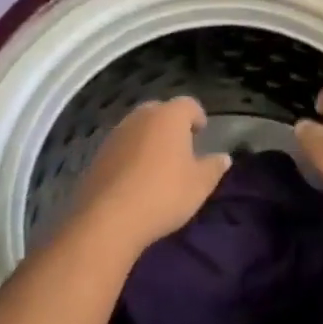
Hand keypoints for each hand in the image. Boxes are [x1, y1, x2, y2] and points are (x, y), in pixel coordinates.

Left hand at [70, 97, 230, 256]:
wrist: (108, 219)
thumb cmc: (164, 194)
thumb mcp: (199, 185)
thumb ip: (213, 167)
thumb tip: (223, 157)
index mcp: (169, 116)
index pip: (188, 104)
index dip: (197, 116)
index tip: (201, 132)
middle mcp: (141, 117)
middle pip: (160, 111)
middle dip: (171, 124)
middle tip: (180, 146)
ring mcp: (116, 134)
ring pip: (138, 128)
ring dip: (149, 139)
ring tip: (158, 164)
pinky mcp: (98, 155)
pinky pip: (122, 147)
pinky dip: (131, 155)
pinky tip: (135, 178)